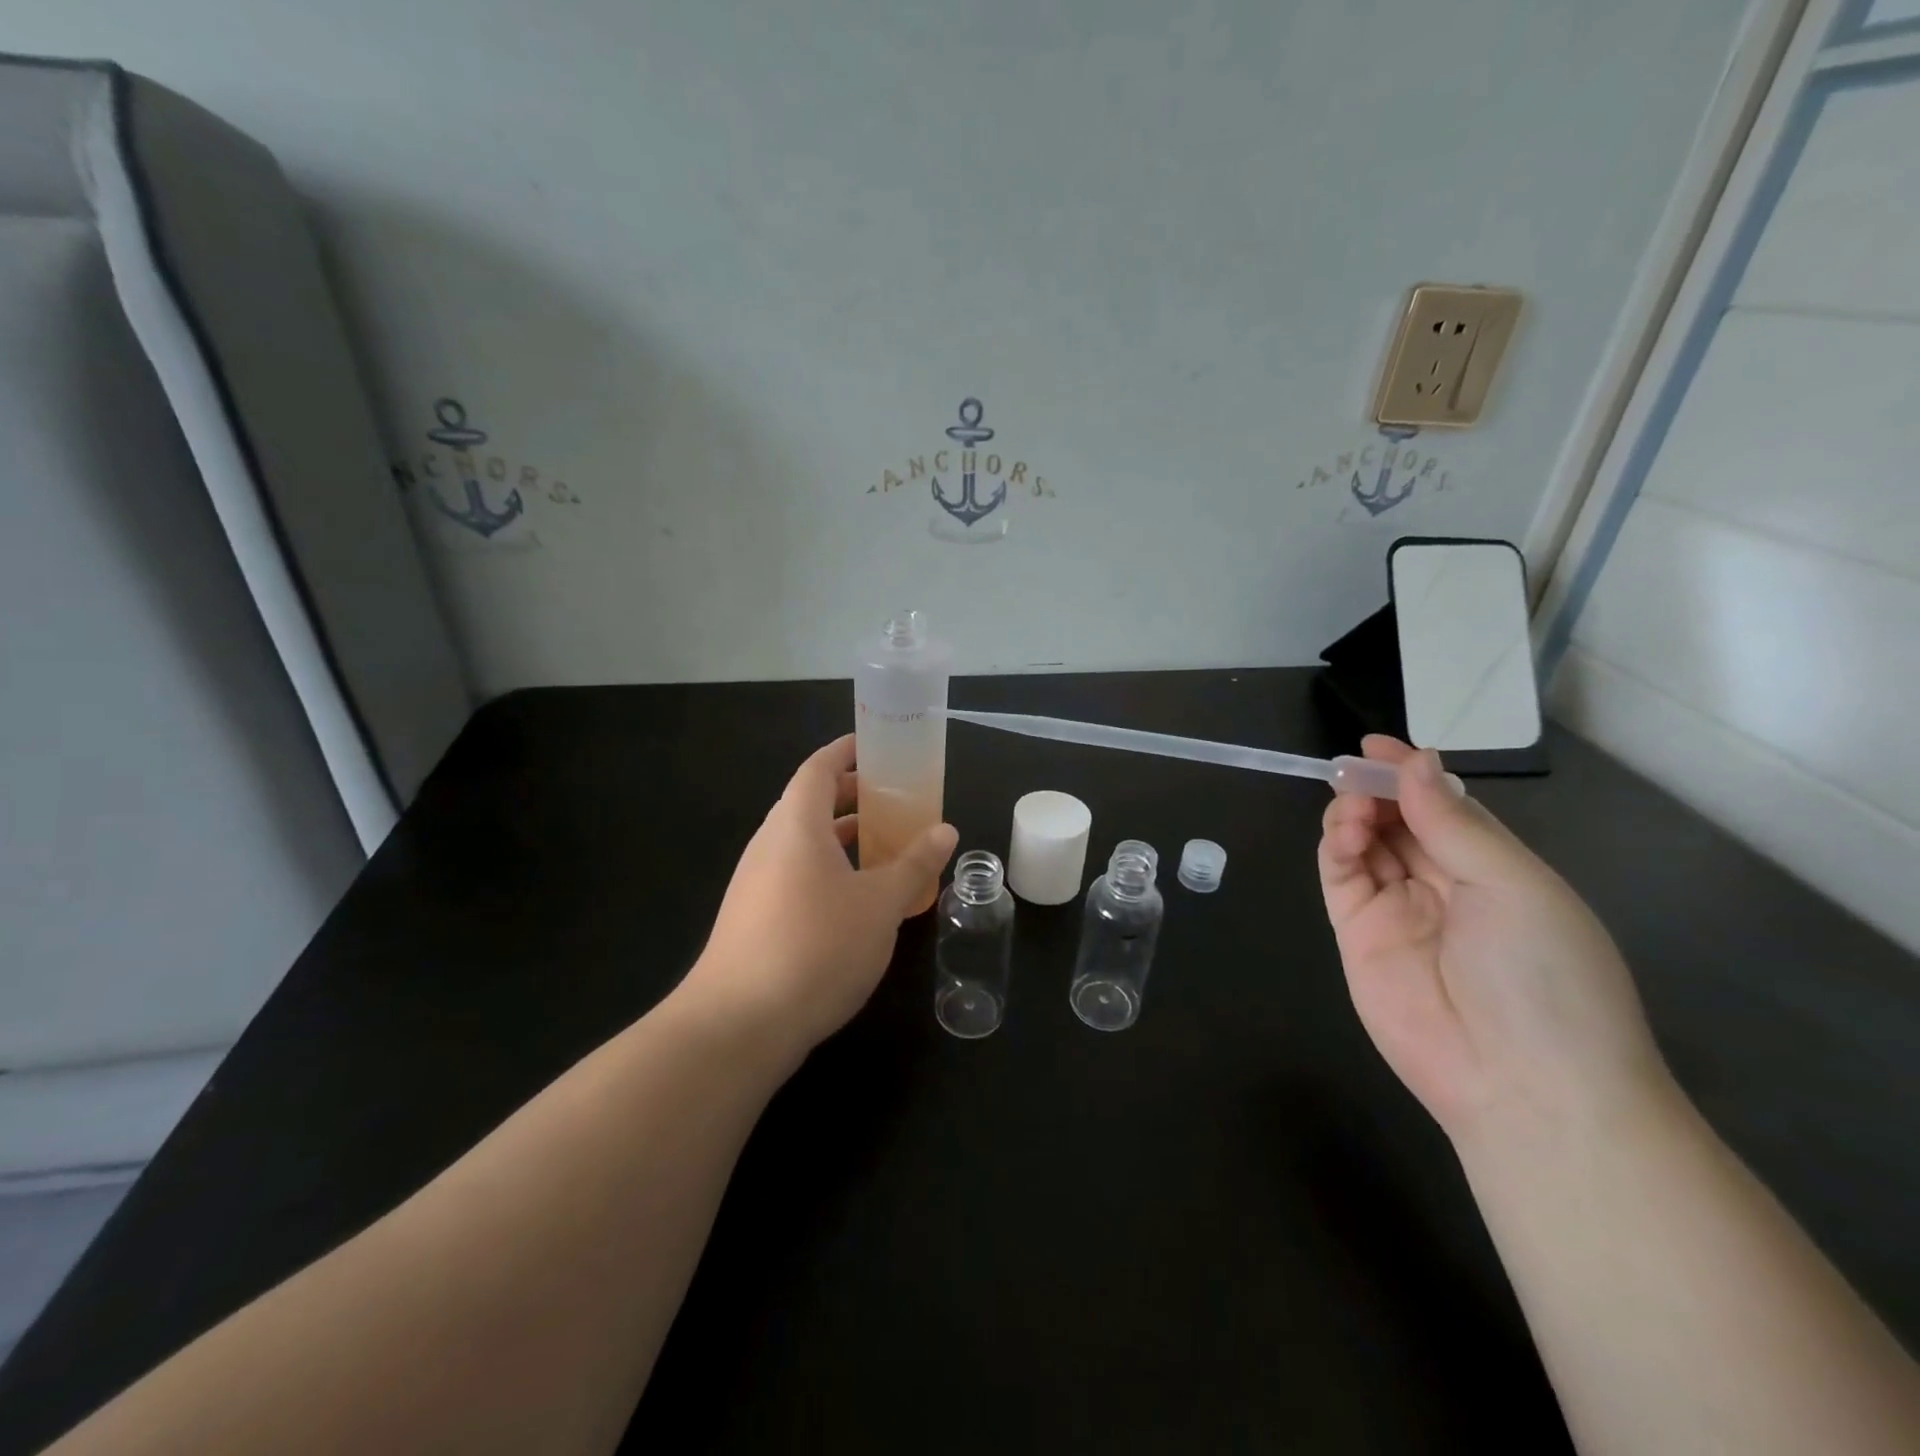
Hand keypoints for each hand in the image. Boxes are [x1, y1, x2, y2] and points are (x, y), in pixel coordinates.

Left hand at [684, 735, 957, 1055]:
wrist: (738, 1025)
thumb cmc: (816, 947)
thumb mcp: (879, 905)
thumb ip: (914, 864)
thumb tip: (945, 830)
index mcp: (796, 825)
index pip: (818, 769)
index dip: (846, 752)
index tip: (877, 746)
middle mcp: (769, 845)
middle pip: (809, 803)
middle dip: (852, 796)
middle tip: (895, 799)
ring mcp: (755, 883)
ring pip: (803, 843)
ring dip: (842, 837)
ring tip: (884, 846)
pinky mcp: (753, 918)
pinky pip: (795, 874)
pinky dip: (828, 870)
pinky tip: (856, 900)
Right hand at [1318, 736, 1670, 1143]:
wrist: (1523, 1087)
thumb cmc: (1544, 977)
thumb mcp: (1515, 887)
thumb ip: (1455, 824)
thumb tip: (1419, 763)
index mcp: (1495, 871)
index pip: (1445, 808)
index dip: (1411, 774)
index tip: (1376, 746)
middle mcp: (1443, 886)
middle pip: (1399, 822)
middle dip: (1376, 791)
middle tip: (1354, 771)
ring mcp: (1397, 911)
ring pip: (1363, 844)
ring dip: (1353, 815)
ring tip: (1353, 805)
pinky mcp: (1357, 935)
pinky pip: (1340, 878)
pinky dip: (1335, 847)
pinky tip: (1344, 831)